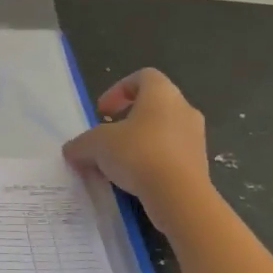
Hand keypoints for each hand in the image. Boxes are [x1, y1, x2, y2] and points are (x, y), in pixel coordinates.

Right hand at [62, 68, 211, 230]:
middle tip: (108, 138)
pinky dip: (153, 163)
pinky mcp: (200, 165)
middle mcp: (184, 109)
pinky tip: (136, 181)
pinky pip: (172, 156)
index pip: (143, 77)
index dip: (119, 90)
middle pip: (153, 106)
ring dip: (140, 144)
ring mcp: (196, 138)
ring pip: (163, 132)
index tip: (103, 111)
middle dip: (128, 121)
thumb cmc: (138, 153)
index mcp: (161, 93)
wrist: (179, 195)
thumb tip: (72, 150)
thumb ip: (81, 144)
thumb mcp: (96, 145)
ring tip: (119, 164)